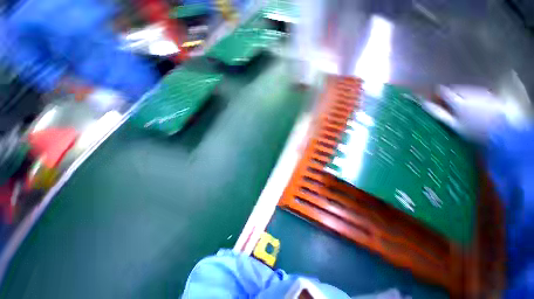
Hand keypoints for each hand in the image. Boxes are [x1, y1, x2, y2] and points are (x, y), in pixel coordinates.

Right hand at [423, 85, 528, 141]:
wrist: (503, 133)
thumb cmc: (475, 132)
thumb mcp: (454, 125)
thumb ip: (439, 113)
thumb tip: (424, 103)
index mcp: (458, 102)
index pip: (442, 91)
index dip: (436, 93)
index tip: (434, 99)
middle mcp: (469, 93)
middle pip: (454, 88)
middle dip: (449, 94)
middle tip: (448, 105)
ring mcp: (481, 93)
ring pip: (465, 89)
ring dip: (460, 94)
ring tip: (462, 106)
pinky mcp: (490, 94)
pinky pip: (476, 91)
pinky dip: (472, 96)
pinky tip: (474, 106)